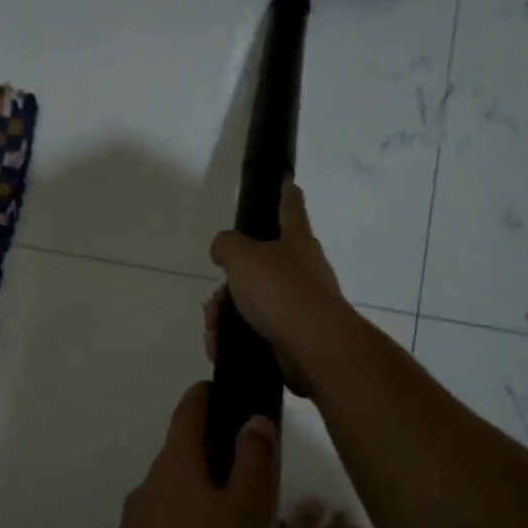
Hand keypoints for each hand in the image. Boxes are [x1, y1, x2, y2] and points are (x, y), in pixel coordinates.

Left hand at [86, 383, 278, 527]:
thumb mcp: (246, 515)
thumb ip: (253, 462)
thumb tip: (250, 419)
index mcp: (175, 466)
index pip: (193, 407)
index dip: (218, 394)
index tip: (248, 400)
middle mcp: (154, 491)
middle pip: (209, 474)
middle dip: (252, 501)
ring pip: (210, 526)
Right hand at [206, 180, 360, 398]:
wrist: (314, 348)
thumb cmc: (281, 291)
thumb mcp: (242, 256)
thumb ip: (226, 245)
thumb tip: (223, 249)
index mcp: (296, 241)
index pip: (290, 207)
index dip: (285, 191)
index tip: (286, 179)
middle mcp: (301, 269)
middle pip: (258, 265)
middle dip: (230, 281)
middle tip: (215, 297)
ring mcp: (298, 304)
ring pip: (251, 301)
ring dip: (225, 312)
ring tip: (214, 327)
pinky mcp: (291, 336)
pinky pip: (253, 330)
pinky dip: (233, 336)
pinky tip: (220, 345)